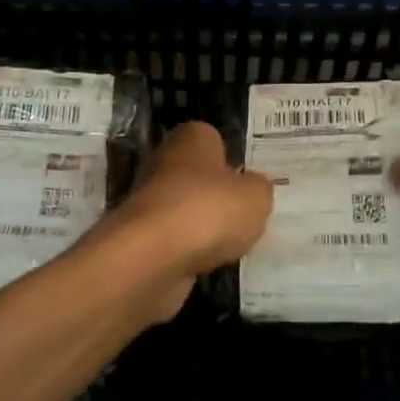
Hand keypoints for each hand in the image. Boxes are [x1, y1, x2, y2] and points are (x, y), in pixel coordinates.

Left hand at [110, 122, 273, 313]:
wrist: (152, 257)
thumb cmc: (209, 210)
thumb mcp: (256, 197)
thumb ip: (259, 188)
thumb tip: (253, 188)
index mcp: (192, 137)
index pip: (215, 139)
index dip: (233, 160)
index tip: (249, 183)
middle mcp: (165, 160)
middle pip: (198, 175)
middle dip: (217, 194)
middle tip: (245, 214)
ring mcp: (148, 198)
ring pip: (185, 208)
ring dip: (202, 225)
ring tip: (231, 244)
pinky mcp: (140, 235)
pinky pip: (175, 238)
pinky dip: (188, 249)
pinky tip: (207, 262)